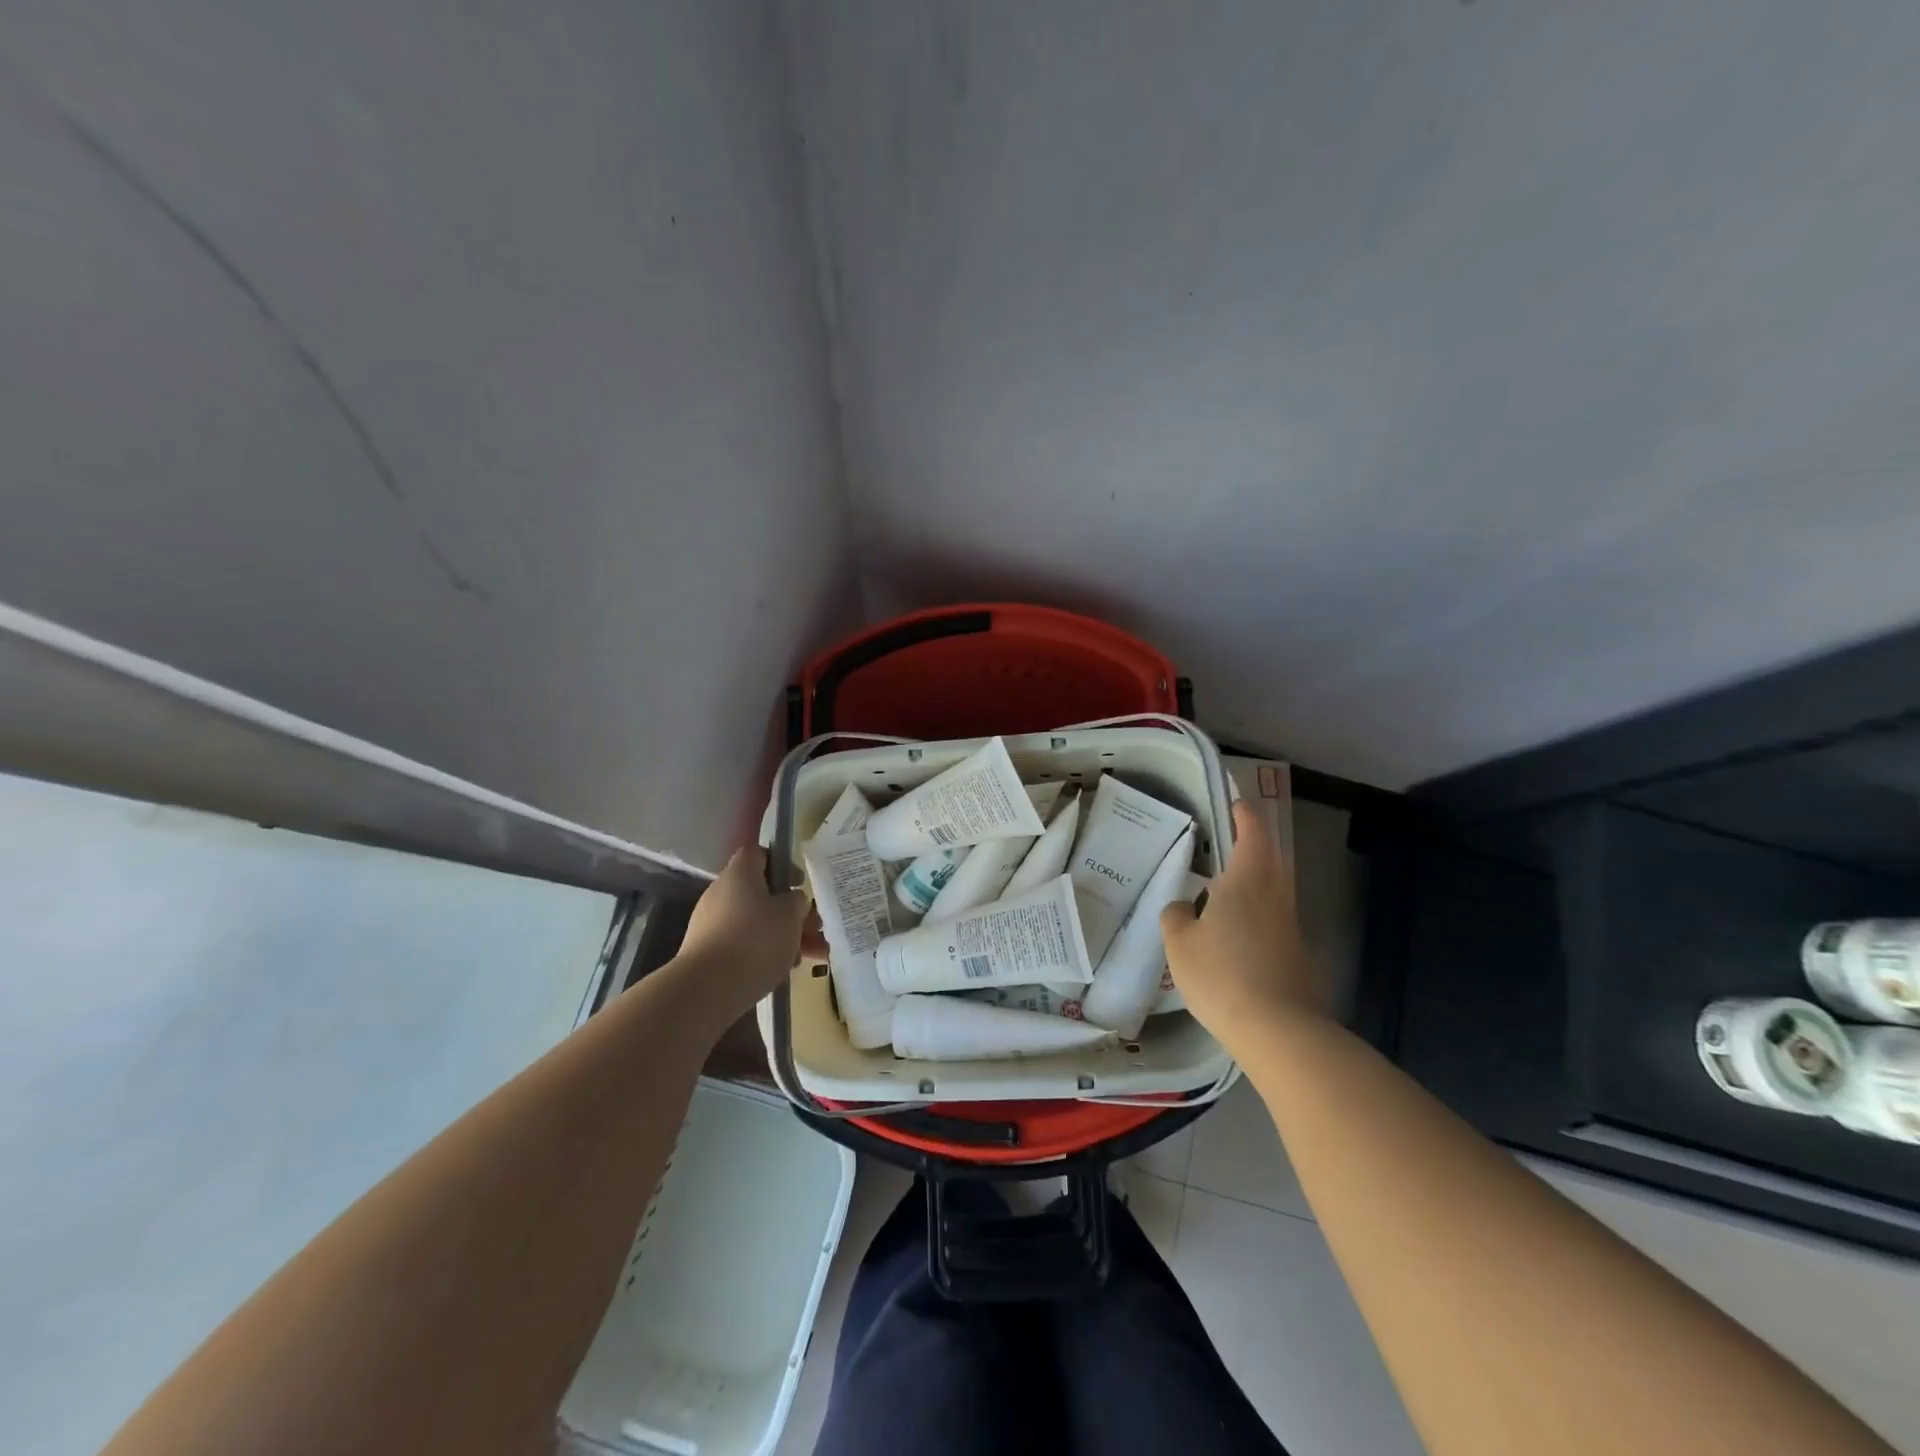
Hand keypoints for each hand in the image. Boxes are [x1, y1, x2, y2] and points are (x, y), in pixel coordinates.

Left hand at [676, 847, 808, 1008]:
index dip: (782, 864)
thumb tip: (791, 901)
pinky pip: (743, 944)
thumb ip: (797, 901)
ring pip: (756, 922)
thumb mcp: (791, 915)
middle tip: (815, 928)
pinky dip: (765, 952)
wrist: (707, 989)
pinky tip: (786, 971)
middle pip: (762, 893)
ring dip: (785, 935)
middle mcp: (721, 893)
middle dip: (792, 911)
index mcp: (739, 873)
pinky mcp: (708, 953)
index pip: (760, 854)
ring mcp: (711, 924)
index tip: (799, 883)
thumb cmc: (755, 940)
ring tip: (812, 956)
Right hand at [1161, 800, 1329, 1058]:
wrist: (1279, 1031)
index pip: (1252, 834)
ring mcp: (1292, 929)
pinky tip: (1237, 944)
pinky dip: (1258, 922)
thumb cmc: (1222, 974)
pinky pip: (1275, 925)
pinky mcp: (1299, 958)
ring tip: (1225, 898)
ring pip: (1274, 894)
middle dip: (1253, 849)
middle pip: (1270, 861)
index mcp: (1247, 881)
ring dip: (1254, 887)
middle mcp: (1275, 897)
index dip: (1244, 816)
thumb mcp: (1180, 943)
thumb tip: (1185, 908)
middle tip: (1228, 849)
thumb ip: (1177, 916)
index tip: (1236, 805)